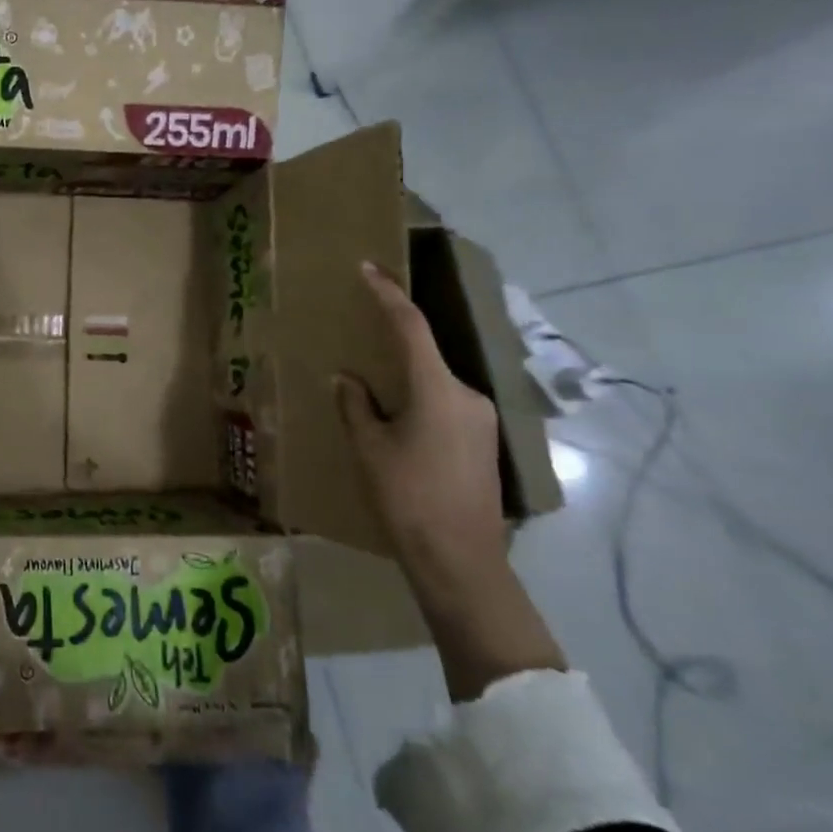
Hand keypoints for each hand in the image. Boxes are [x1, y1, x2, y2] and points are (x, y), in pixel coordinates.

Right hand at [337, 261, 507, 592]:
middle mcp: (467, 396)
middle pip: (424, 356)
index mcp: (437, 389)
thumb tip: (348, 380)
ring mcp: (482, 421)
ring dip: (405, 381)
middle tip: (359, 346)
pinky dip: (419, 403)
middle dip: (391, 347)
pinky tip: (399, 427)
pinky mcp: (484, 443)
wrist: (461, 563)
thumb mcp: (369, 448)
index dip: (388, 293)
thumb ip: (356, 405)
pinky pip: (446, 406)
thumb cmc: (408, 498)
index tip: (369, 268)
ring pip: (434, 384)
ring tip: (374, 398)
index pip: (409, 326)